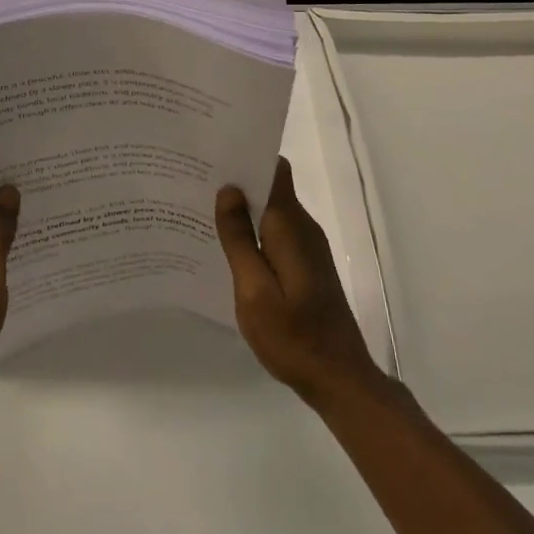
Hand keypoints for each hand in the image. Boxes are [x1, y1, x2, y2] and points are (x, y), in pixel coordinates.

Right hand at [216, 158, 381, 407]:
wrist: (339, 379)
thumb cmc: (292, 336)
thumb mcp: (254, 290)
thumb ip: (240, 239)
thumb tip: (229, 190)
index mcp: (289, 226)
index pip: (275, 170)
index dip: (248, 156)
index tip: (214, 154)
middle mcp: (303, 228)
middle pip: (271, 188)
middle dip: (237, 182)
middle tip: (195, 183)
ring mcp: (307, 248)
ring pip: (272, 212)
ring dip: (243, 209)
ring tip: (202, 211)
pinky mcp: (307, 266)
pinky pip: (276, 234)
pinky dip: (253, 232)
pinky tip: (228, 247)